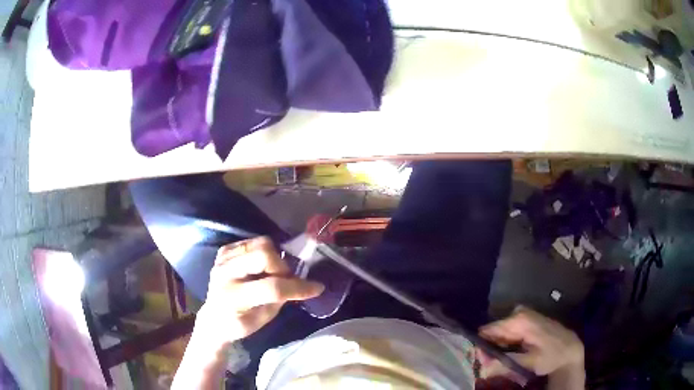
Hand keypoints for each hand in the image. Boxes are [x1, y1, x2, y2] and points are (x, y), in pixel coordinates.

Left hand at [195, 236, 324, 346]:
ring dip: (274, 257)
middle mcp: (225, 273)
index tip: (316, 288)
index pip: (271, 288)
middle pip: (263, 255)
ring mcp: (223, 259)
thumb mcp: (263, 319)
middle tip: (286, 279)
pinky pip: (252, 242)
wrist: (213, 317)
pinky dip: (263, 252)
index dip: (297, 287)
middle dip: (282, 267)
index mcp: (234, 297)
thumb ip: (281, 299)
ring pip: (259, 243)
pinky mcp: (224, 251)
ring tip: (274, 272)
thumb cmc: (240, 324)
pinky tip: (261, 266)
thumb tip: (300, 283)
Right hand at [478, 306, 584, 387]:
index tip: (480, 359)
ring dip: (499, 344)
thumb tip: (482, 365)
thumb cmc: (550, 356)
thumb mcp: (527, 363)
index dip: (482, 345)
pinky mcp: (531, 319)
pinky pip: (512, 328)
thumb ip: (503, 363)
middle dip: (490, 345)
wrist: (570, 350)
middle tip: (489, 362)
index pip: (490, 329)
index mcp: (520, 320)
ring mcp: (527, 314)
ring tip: (500, 358)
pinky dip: (508, 340)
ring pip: (504, 329)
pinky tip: (511, 351)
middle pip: (497, 329)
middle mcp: (521, 312)